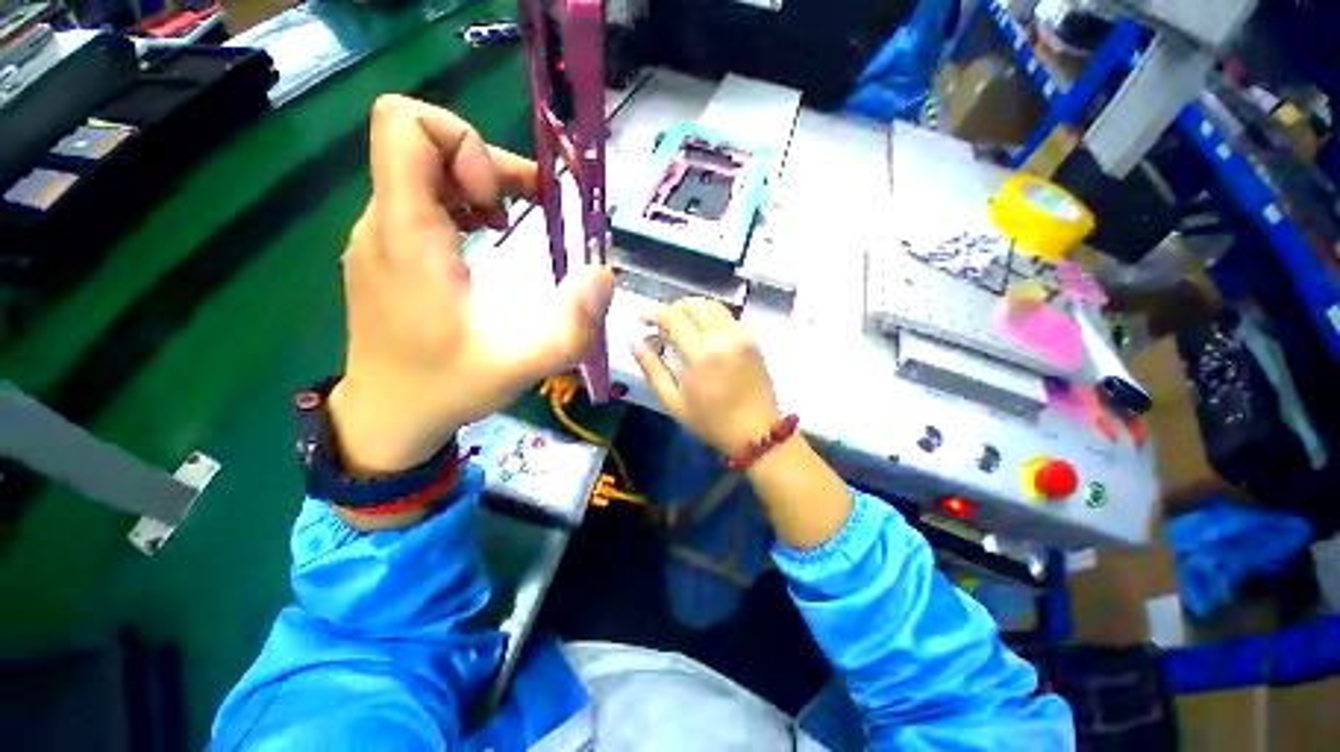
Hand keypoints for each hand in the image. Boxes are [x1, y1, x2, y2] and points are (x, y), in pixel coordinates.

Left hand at [330, 95, 613, 474]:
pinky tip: (485, 243)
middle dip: (487, 166)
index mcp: (407, 234)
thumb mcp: (523, 364)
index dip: (465, 143)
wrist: (387, 415)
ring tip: (509, 228)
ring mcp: (379, 235)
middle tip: (526, 213)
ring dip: (477, 185)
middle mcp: (383, 222)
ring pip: (422, 168)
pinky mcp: (385, 251)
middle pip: (423, 143)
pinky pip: (419, 197)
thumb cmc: (448, 387)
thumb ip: (571, 326)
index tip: (500, 202)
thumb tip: (604, 274)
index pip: (406, 125)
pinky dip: (461, 205)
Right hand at [632, 298, 781, 456]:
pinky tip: (702, 331)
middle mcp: (723, 337)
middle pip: (695, 304)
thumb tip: (634, 343)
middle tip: (661, 322)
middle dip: (674, 307)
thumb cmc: (711, 421)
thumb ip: (652, 369)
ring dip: (692, 308)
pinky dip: (710, 316)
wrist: (757, 432)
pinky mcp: (752, 339)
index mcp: (701, 354)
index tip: (643, 319)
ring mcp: (742, 335)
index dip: (654, 313)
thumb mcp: (673, 402)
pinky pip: (727, 316)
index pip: (674, 317)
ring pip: (713, 305)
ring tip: (680, 324)